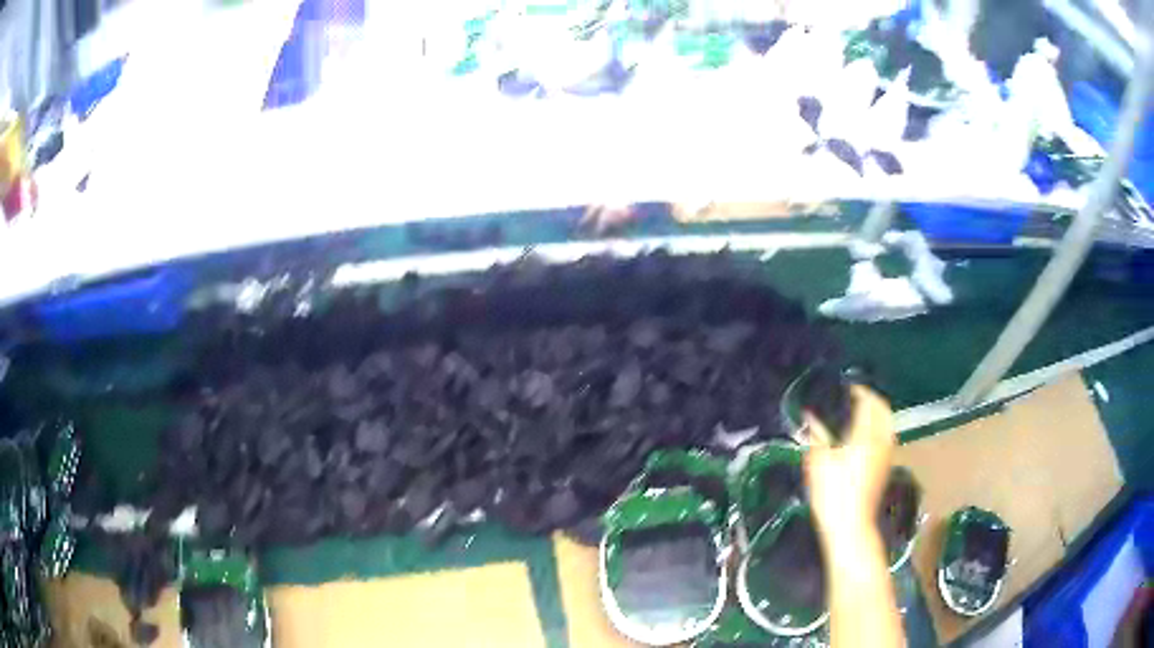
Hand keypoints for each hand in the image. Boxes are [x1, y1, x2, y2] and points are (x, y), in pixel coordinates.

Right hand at [803, 385, 895, 544]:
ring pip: (888, 423)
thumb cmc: (832, 494)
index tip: (846, 387)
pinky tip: (866, 435)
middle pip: (883, 410)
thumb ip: (816, 436)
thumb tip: (810, 417)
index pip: (868, 403)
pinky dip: (880, 427)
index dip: (859, 391)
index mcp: (865, 436)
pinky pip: (887, 436)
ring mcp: (886, 454)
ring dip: (878, 413)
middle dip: (872, 400)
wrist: (851, 526)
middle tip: (856, 396)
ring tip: (861, 413)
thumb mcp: (818, 464)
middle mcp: (880, 440)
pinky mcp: (885, 467)